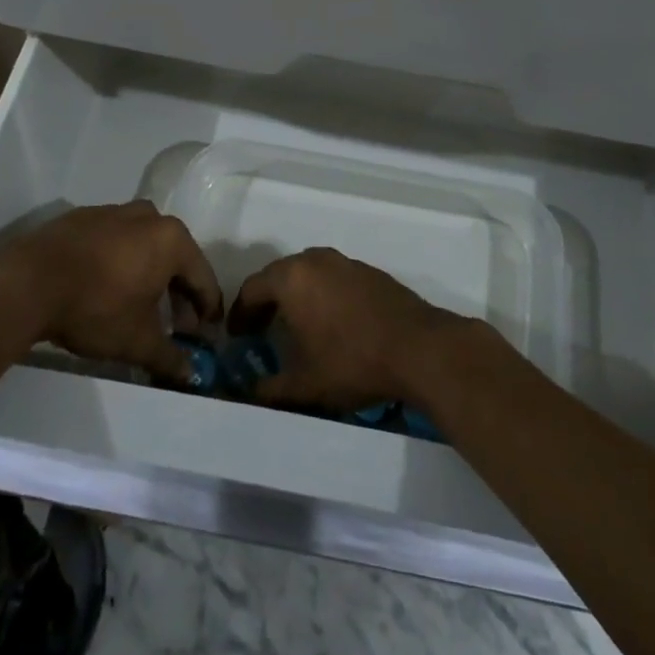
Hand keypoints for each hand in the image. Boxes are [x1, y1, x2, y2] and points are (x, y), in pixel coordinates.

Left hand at [1, 201, 221, 383]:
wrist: (27, 284)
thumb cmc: (96, 308)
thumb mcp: (137, 341)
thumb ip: (170, 357)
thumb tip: (190, 374)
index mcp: (172, 239)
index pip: (203, 278)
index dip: (208, 309)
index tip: (208, 333)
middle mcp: (149, 217)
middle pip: (175, 258)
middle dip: (179, 293)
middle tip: (177, 325)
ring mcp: (113, 212)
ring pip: (144, 246)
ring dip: (150, 275)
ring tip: (142, 306)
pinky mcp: (82, 217)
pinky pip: (114, 240)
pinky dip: (120, 261)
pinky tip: (107, 286)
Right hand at [227, 247, 474, 411]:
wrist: (419, 348)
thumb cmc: (352, 362)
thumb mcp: (304, 386)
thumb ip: (270, 390)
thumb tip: (251, 394)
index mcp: (292, 278)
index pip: (252, 288)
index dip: (240, 313)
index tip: (236, 335)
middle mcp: (316, 260)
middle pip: (279, 275)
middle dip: (266, 301)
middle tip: (260, 328)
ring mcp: (346, 262)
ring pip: (309, 274)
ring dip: (296, 295)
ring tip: (295, 325)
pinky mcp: (371, 272)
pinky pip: (334, 278)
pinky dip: (323, 295)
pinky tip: (331, 322)